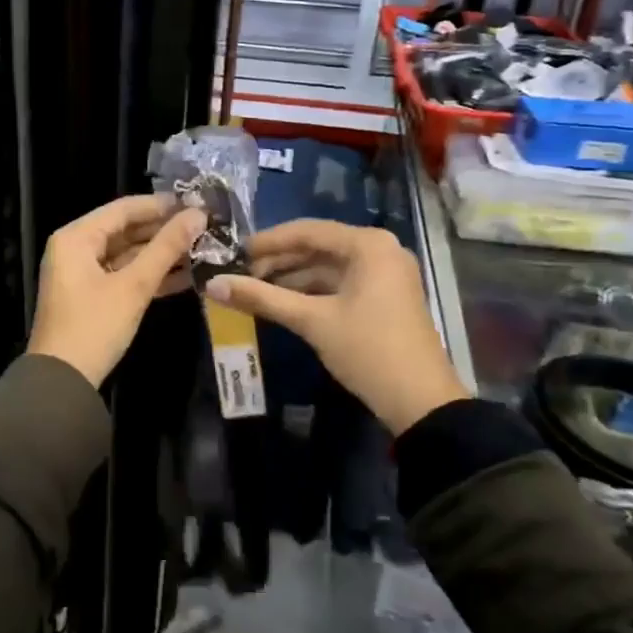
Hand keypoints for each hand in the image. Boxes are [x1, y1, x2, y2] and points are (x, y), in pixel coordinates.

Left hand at [27, 194, 206, 387]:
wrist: (62, 382)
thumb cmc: (94, 327)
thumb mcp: (133, 286)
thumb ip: (166, 248)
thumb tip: (198, 215)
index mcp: (76, 238)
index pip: (123, 209)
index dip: (161, 205)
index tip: (198, 203)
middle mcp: (75, 249)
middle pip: (125, 230)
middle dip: (164, 231)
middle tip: (205, 227)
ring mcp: (82, 274)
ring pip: (127, 254)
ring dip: (161, 254)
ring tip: (203, 249)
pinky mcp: (92, 296)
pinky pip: (124, 275)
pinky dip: (150, 275)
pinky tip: (187, 276)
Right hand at [206, 220, 466, 434]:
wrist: (420, 402)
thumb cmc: (367, 350)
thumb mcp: (311, 321)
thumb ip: (261, 298)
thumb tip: (212, 285)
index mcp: (368, 245)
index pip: (308, 230)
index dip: (269, 241)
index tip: (235, 252)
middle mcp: (380, 250)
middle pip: (318, 246)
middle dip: (279, 260)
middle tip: (241, 274)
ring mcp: (385, 274)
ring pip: (328, 266)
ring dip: (292, 277)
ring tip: (254, 289)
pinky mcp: (384, 297)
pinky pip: (340, 283)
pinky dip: (311, 291)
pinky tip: (282, 302)